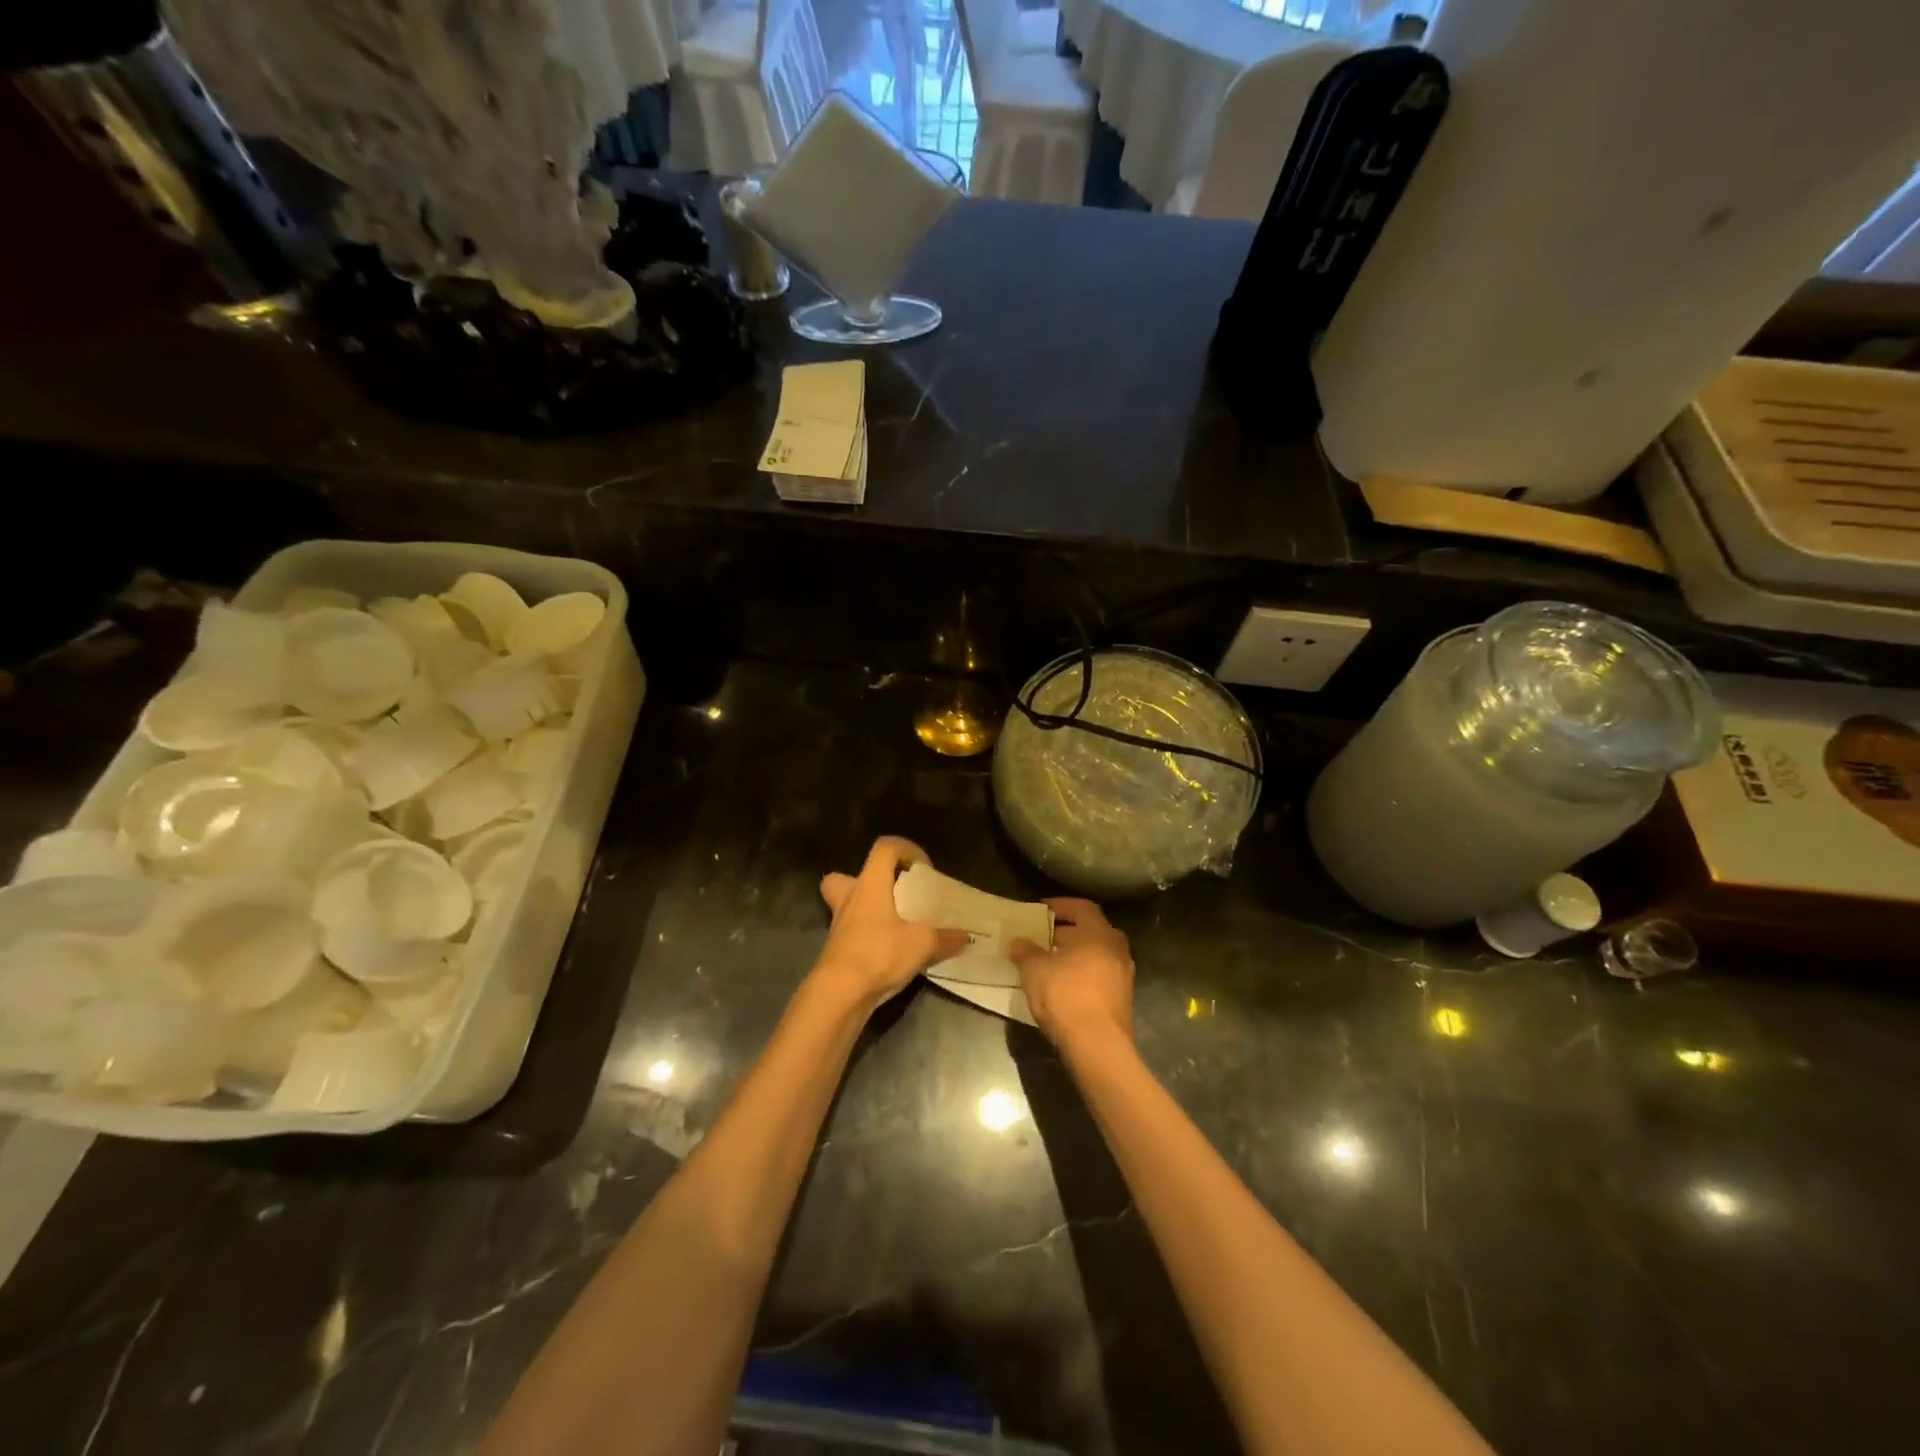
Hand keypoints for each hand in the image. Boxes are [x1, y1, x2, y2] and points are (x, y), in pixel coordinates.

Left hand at [815, 838, 970, 1009]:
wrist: (839, 994)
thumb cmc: (879, 954)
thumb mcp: (922, 944)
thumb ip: (946, 938)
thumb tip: (965, 936)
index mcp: (870, 884)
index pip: (884, 848)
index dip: (906, 849)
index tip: (924, 869)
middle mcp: (850, 898)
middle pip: (848, 875)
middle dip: (870, 881)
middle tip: (893, 893)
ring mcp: (839, 925)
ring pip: (847, 905)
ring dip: (867, 910)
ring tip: (894, 923)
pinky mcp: (836, 950)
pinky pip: (851, 932)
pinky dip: (868, 936)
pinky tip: (888, 951)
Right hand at [1010, 898, 1133, 1052]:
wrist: (1097, 1045)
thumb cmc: (1065, 995)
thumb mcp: (1034, 970)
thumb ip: (1025, 951)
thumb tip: (1018, 941)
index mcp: (1099, 933)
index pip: (1082, 907)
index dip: (1061, 905)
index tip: (1042, 910)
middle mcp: (1116, 948)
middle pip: (1091, 930)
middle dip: (1067, 931)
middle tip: (1043, 936)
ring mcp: (1123, 975)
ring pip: (1096, 954)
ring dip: (1075, 954)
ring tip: (1049, 962)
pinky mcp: (1122, 999)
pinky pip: (1100, 975)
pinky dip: (1082, 973)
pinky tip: (1063, 985)